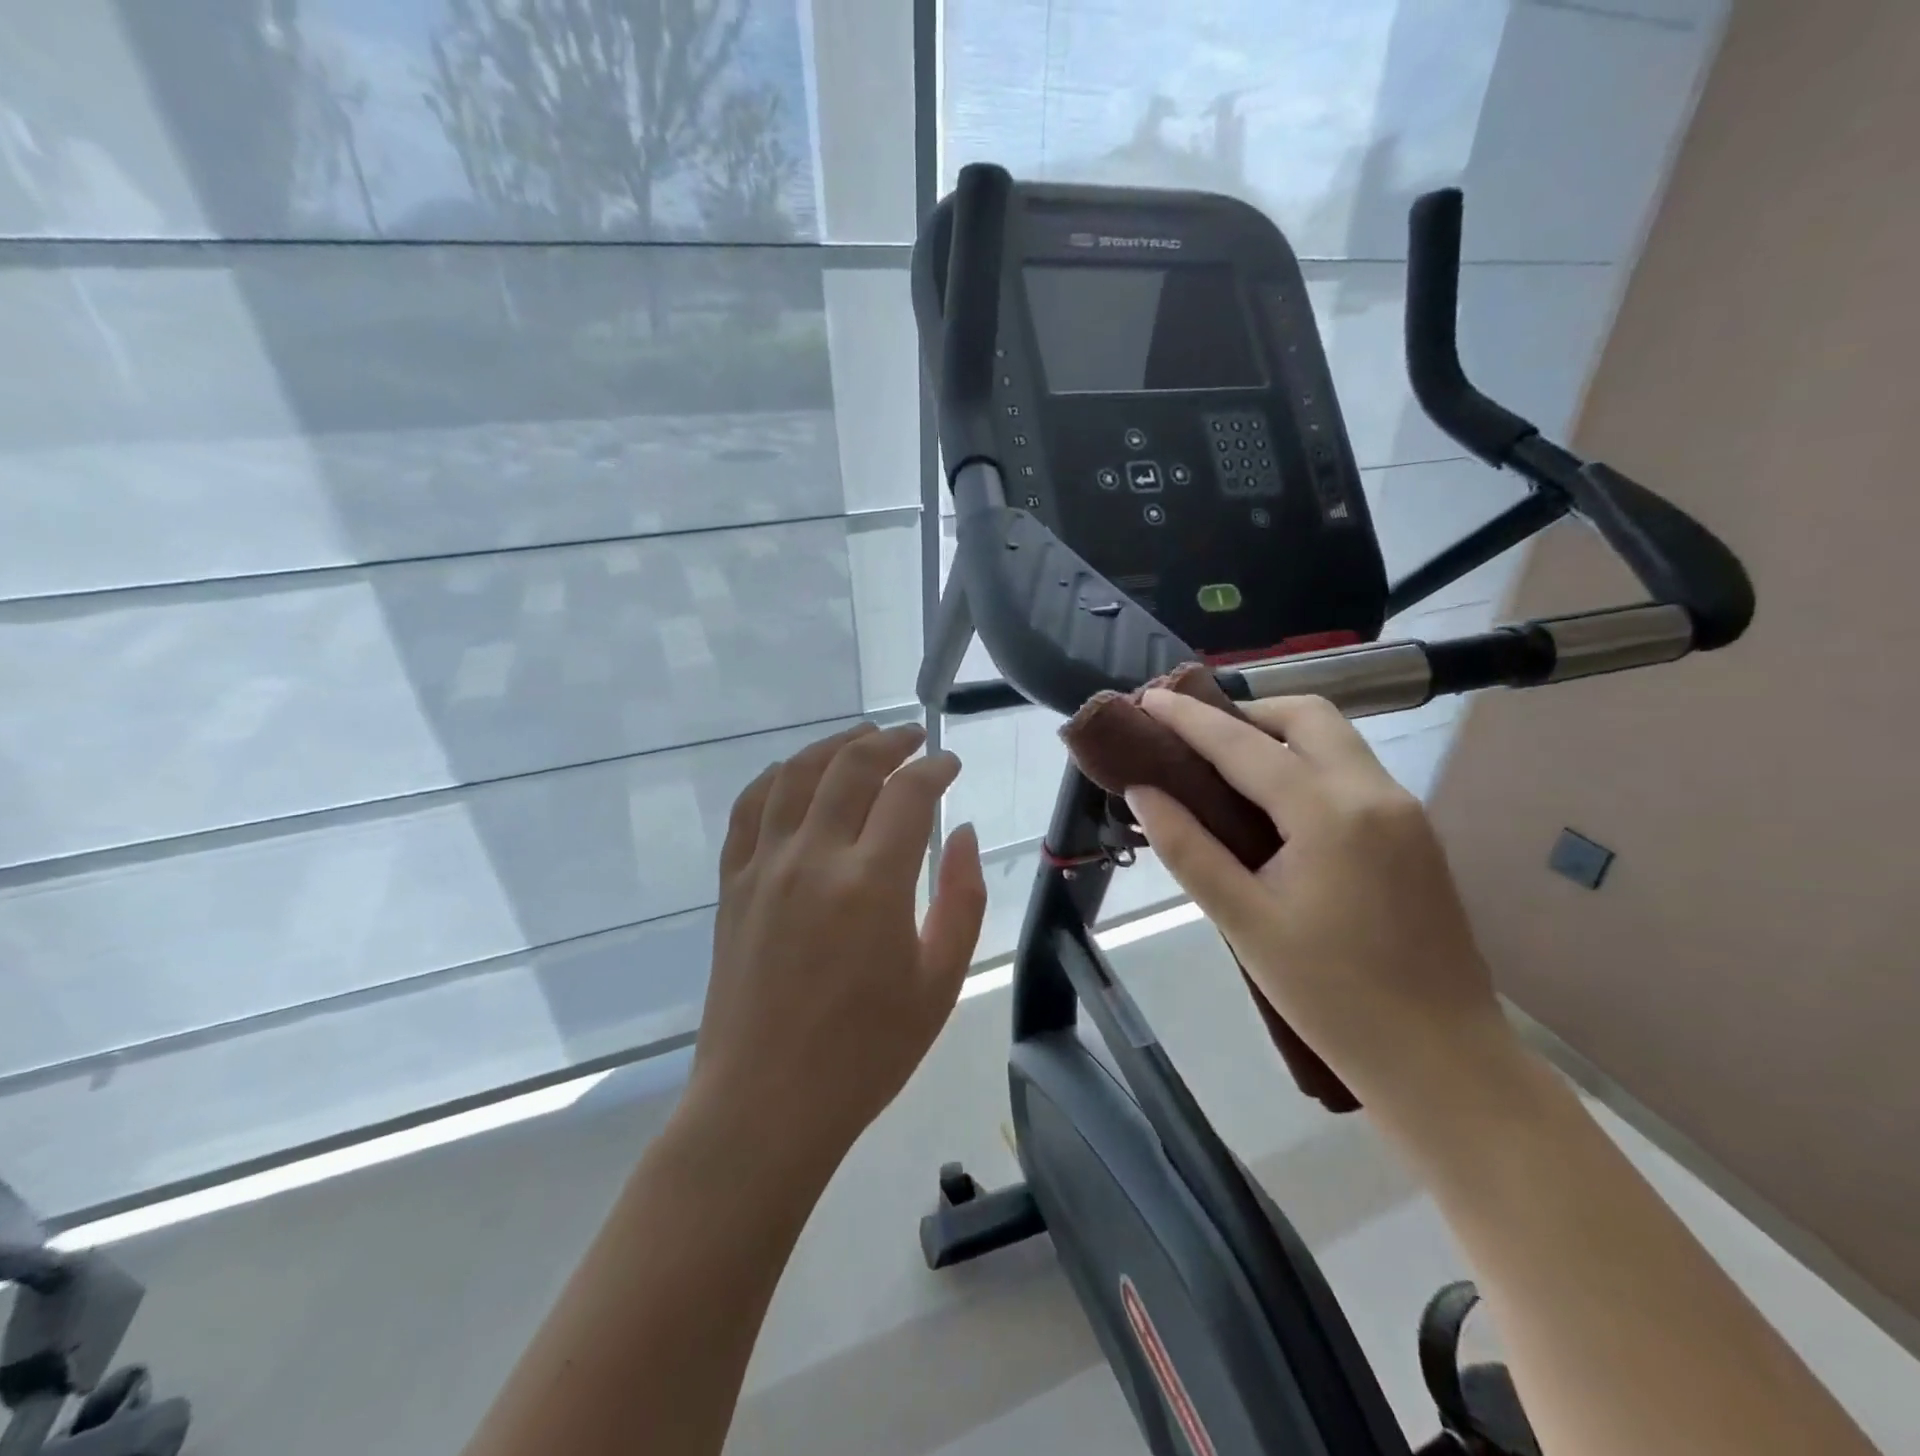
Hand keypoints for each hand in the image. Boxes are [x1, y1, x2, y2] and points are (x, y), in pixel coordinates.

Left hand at [687, 723, 986, 1169]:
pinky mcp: (733, 884)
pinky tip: (794, 773)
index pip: (908, 793)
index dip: (935, 768)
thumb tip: (962, 834)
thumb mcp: (939, 981)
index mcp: (872, 882)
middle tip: (912, 738)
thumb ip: (961, 899)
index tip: (950, 765)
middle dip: (889, 741)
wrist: (766, 1104)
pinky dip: (775, 778)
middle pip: (850, 766)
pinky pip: (748, 809)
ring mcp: (764, 867)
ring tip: (861, 738)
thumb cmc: (866, 1053)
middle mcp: (814, 857)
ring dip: (833, 745)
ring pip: (796, 775)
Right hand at [1126, 691, 1512, 1110]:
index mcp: (1329, 813)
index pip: (1243, 745)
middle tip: (1194, 735)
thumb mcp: (1243, 922)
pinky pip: (1351, 770)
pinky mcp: (1415, 833)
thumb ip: (1187, 848)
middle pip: (1306, 716)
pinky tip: (1275, 802)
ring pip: (1335, 738)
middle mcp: (1375, 793)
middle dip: (1245, 711)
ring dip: (1278, 733)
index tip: (1148, 697)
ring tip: (1225, 763)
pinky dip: (1306, 762)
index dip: (1189, 718)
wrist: (1442, 1060)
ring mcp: (1404, 810)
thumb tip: (1142, 792)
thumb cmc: (1331, 996)